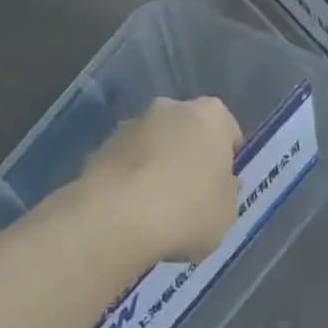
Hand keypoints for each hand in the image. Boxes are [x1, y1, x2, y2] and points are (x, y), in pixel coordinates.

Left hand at [80, 98, 242, 264]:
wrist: (116, 219)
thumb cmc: (188, 209)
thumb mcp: (228, 210)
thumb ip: (227, 190)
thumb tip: (219, 184)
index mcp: (211, 115)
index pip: (227, 131)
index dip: (227, 160)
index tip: (221, 186)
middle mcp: (170, 108)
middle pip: (187, 132)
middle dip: (189, 156)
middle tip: (191, 196)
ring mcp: (130, 125)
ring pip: (154, 145)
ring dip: (157, 166)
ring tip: (156, 209)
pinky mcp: (99, 147)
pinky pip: (126, 163)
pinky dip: (130, 180)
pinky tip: (131, 211)